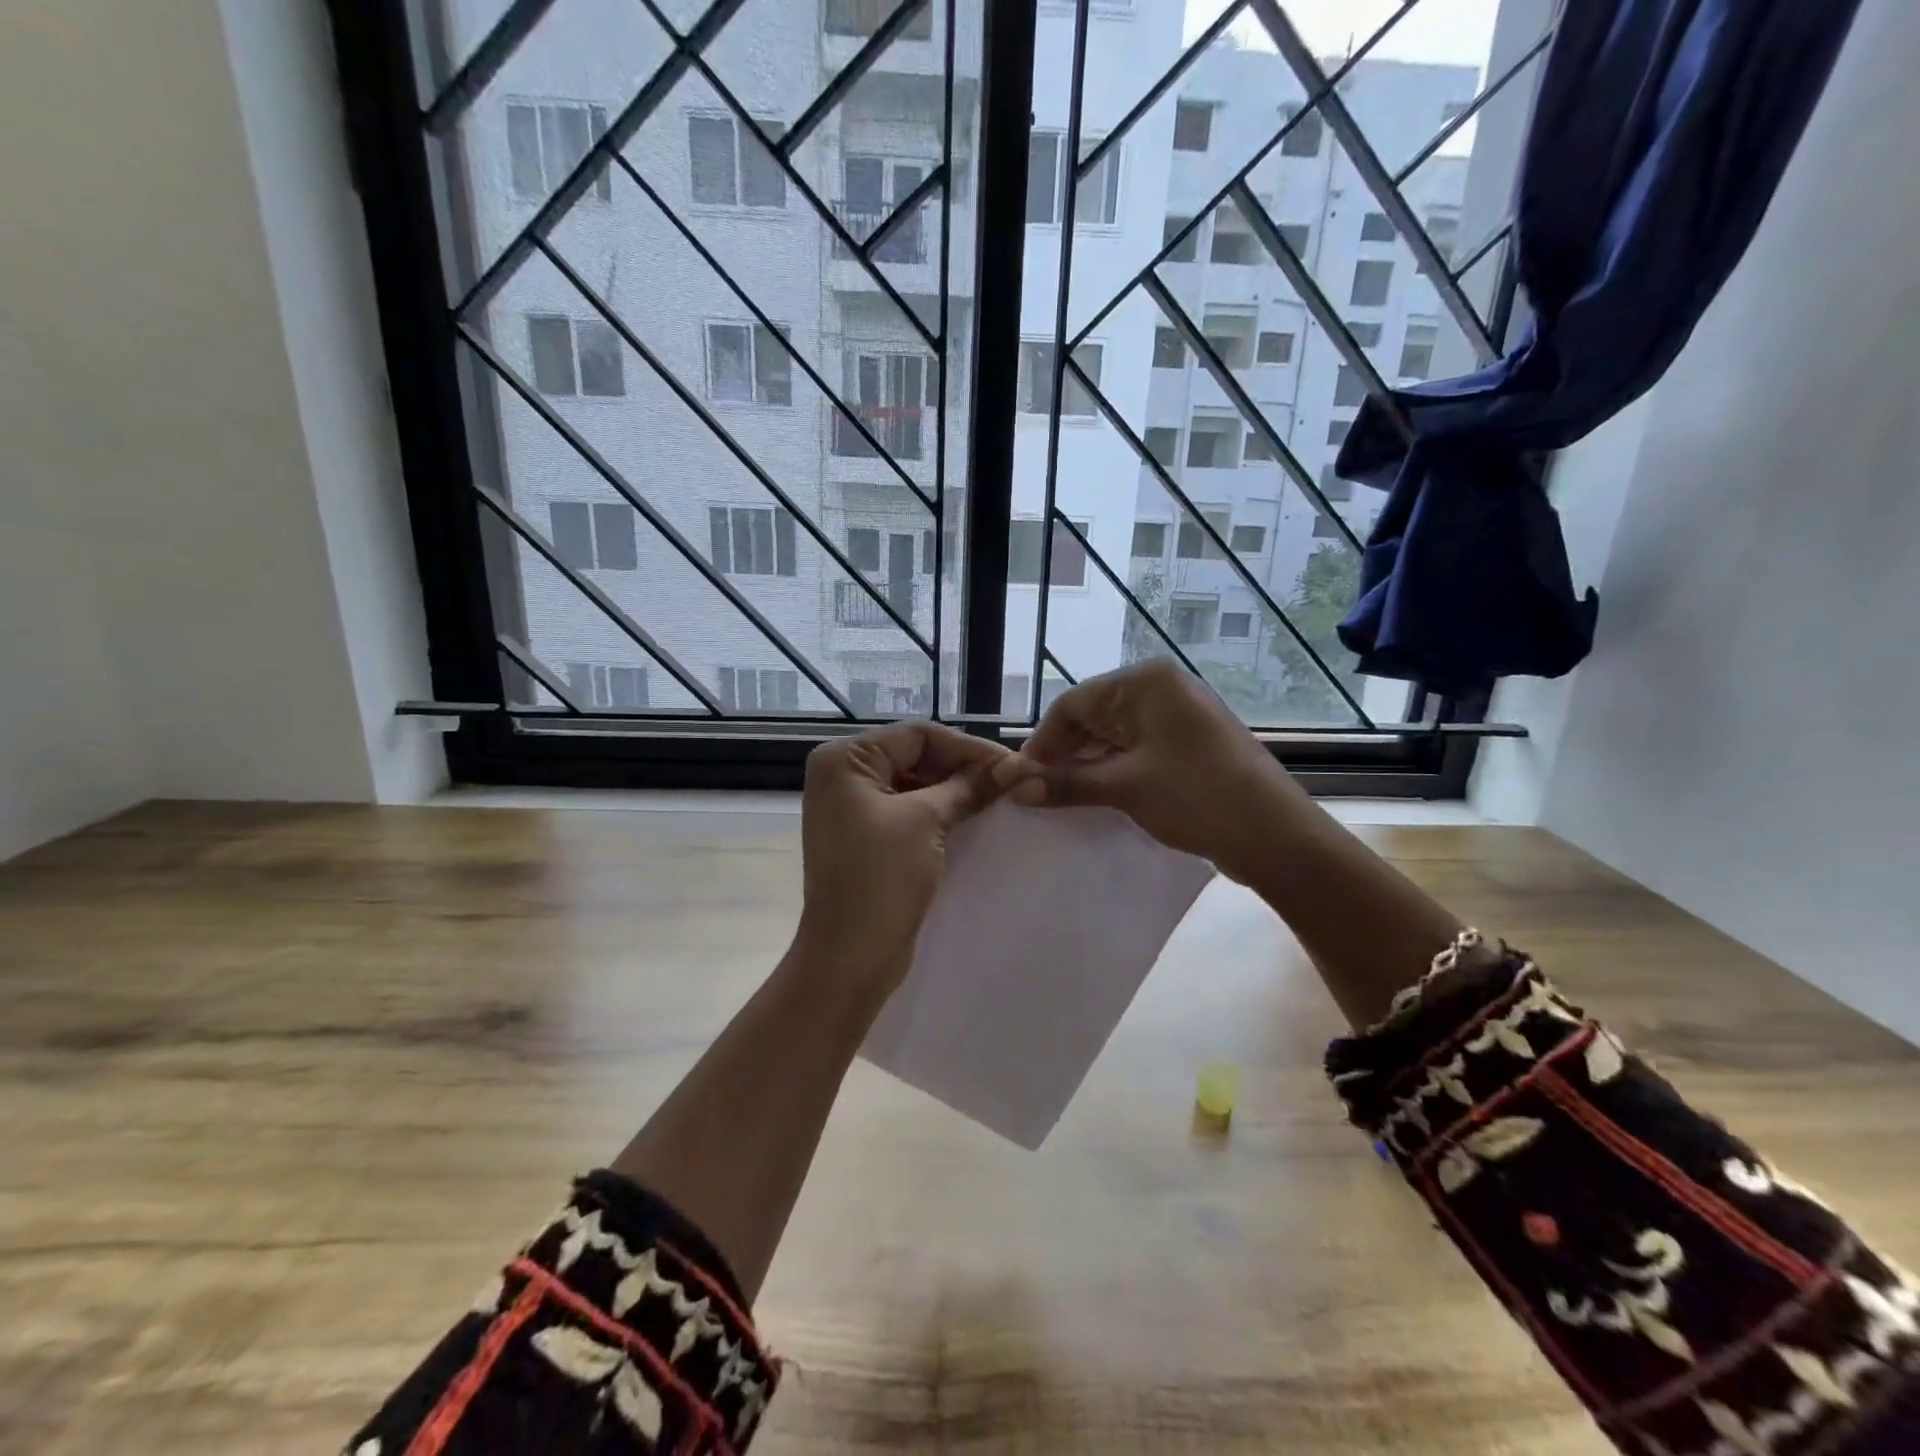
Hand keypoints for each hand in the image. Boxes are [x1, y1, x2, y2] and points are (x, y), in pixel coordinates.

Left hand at [795, 721, 1007, 996]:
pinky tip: (973, 815)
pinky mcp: (865, 835)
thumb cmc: (880, 879)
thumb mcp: (926, 821)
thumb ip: (968, 786)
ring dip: (954, 789)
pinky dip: (939, 810)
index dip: (967, 747)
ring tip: (999, 796)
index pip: (916, 735)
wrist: (849, 956)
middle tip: (1010, 780)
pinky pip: (908, 809)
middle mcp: (842, 775)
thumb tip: (1013, 765)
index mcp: (843, 760)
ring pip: (914, 782)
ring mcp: (851, 807)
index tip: (1012, 763)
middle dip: (962, 767)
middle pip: (914, 755)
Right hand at [994, 659, 1301, 879]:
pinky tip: (1096, 797)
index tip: (1020, 779)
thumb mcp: (1125, 788)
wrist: (1278, 836)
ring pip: (1113, 736)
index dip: (1043, 742)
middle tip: (1038, 793)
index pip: (1073, 703)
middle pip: (1092, 717)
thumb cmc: (1197, 797)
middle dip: (1063, 754)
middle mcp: (1161, 690)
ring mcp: (1177, 717)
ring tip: (1062, 799)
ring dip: (1086, 766)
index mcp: (1145, 683)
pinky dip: (1113, 771)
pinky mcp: (1187, 745)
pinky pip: (1136, 751)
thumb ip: (1066, 783)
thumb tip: (1015, 788)